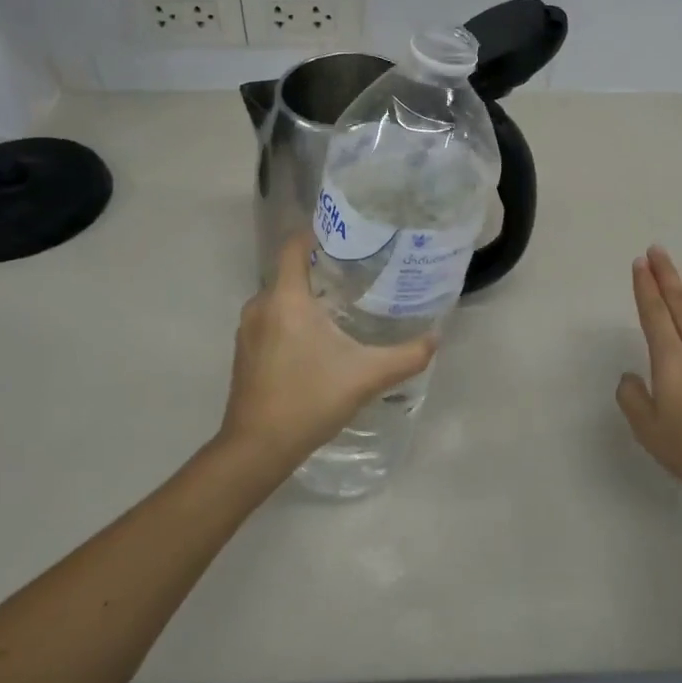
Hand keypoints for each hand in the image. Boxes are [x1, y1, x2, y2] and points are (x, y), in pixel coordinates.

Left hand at [218, 232, 438, 475]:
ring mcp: (247, 331)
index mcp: (286, 299)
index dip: (316, 233)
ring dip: (306, 297)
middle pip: (289, 272)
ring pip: (280, 298)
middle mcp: (260, 306)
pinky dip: (292, 319)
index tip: (346, 235)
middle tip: (358, 272)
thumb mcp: (367, 376)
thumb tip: (437, 337)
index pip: (293, 246)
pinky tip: (317, 339)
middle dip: (320, 268)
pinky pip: (270, 320)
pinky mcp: (244, 353)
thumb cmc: (310, 399)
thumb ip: (407, 355)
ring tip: (342, 304)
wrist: (257, 449)